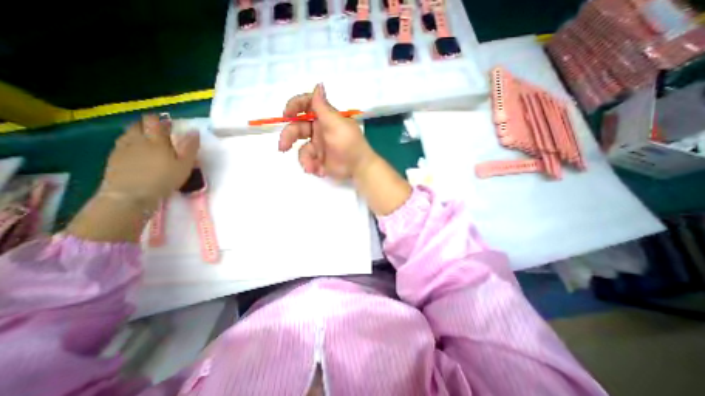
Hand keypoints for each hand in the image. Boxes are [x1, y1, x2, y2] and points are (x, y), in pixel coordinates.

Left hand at [67, 115, 199, 242]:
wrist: (131, 195)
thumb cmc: (164, 179)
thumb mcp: (184, 165)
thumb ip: (190, 148)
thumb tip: (194, 131)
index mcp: (156, 140)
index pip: (155, 122)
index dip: (161, 120)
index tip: (169, 123)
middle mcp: (137, 140)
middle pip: (138, 124)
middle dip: (147, 124)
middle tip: (158, 131)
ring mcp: (122, 148)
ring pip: (128, 133)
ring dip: (137, 133)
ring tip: (147, 140)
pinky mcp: (113, 158)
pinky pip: (121, 144)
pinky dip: (129, 143)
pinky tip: (135, 151)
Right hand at [276, 85, 372, 181]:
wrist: (358, 167)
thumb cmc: (349, 143)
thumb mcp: (336, 124)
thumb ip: (323, 107)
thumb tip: (318, 84)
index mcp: (324, 118)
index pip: (306, 106)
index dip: (294, 107)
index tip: (286, 114)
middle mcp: (319, 130)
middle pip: (297, 128)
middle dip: (288, 137)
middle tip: (282, 147)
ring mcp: (318, 146)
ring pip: (301, 148)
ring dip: (304, 158)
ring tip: (311, 167)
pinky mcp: (319, 160)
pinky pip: (308, 161)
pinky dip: (311, 166)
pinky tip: (319, 170)